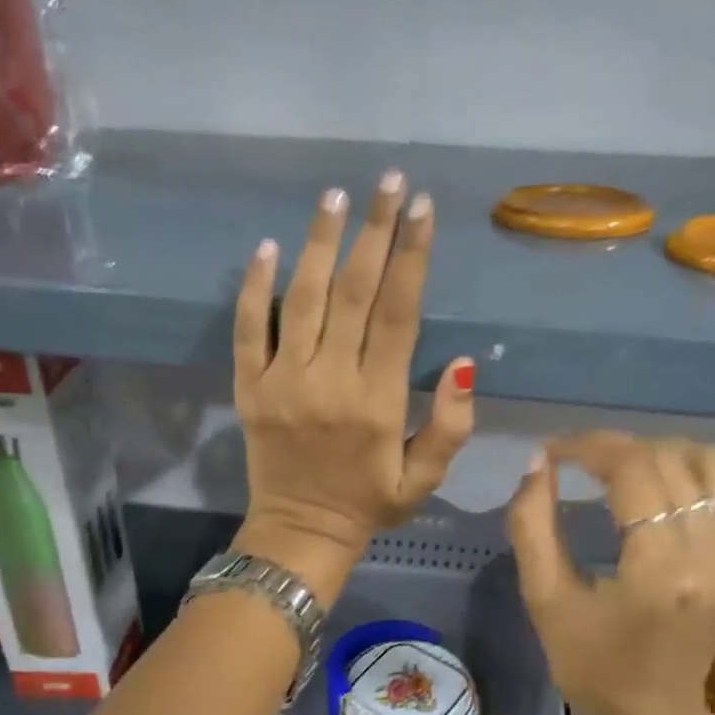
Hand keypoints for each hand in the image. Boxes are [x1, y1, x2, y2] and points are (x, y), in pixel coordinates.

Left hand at [231, 171, 475, 601]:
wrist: (300, 533)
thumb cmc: (370, 504)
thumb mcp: (425, 479)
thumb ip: (450, 425)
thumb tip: (465, 362)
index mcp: (378, 401)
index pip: (399, 314)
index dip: (413, 257)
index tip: (423, 208)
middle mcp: (331, 381)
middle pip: (354, 292)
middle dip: (376, 231)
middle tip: (389, 181)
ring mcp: (284, 382)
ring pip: (302, 300)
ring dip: (320, 244)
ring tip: (336, 197)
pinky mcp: (250, 388)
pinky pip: (249, 330)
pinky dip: (255, 287)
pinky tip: (268, 246)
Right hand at [507, 433, 714, 714]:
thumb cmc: (591, 671)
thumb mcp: (545, 600)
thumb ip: (532, 526)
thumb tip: (539, 465)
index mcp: (660, 570)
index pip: (633, 469)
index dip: (588, 446)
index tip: (553, 451)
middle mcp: (708, 552)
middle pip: (667, 458)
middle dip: (614, 446)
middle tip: (573, 459)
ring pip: (705, 460)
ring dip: (654, 451)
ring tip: (613, 468)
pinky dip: (683, 468)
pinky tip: (647, 487)